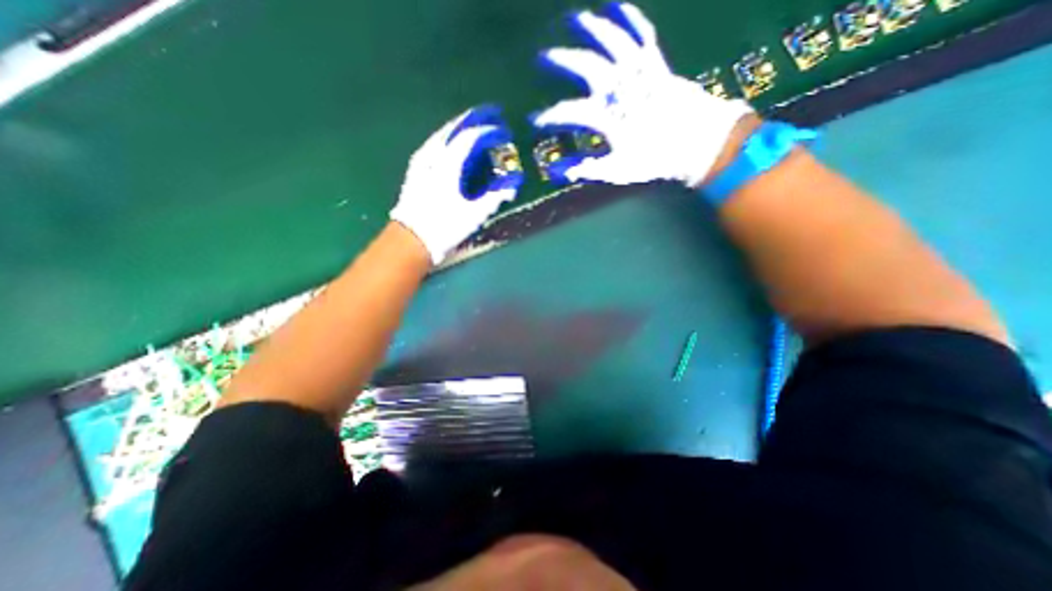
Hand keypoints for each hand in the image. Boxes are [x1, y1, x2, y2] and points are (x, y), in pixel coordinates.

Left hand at [390, 103, 519, 261]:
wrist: (412, 239)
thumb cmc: (444, 227)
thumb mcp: (473, 214)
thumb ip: (493, 197)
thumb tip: (511, 187)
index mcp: (448, 164)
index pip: (470, 138)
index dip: (488, 131)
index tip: (502, 129)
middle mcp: (432, 156)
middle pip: (453, 128)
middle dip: (472, 119)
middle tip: (489, 114)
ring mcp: (421, 161)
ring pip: (441, 134)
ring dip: (458, 127)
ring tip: (471, 125)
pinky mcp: (415, 170)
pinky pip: (433, 144)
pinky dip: (446, 138)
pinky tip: (450, 143)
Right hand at [535, 1, 755, 185]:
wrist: (697, 143)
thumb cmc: (653, 159)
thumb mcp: (616, 170)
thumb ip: (585, 169)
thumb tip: (556, 172)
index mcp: (607, 116)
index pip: (568, 113)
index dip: (547, 117)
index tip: (534, 120)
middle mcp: (619, 87)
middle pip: (585, 64)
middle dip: (560, 60)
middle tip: (542, 57)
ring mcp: (639, 71)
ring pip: (611, 39)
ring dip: (590, 27)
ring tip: (573, 19)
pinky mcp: (655, 63)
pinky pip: (641, 33)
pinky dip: (629, 17)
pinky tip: (617, 5)